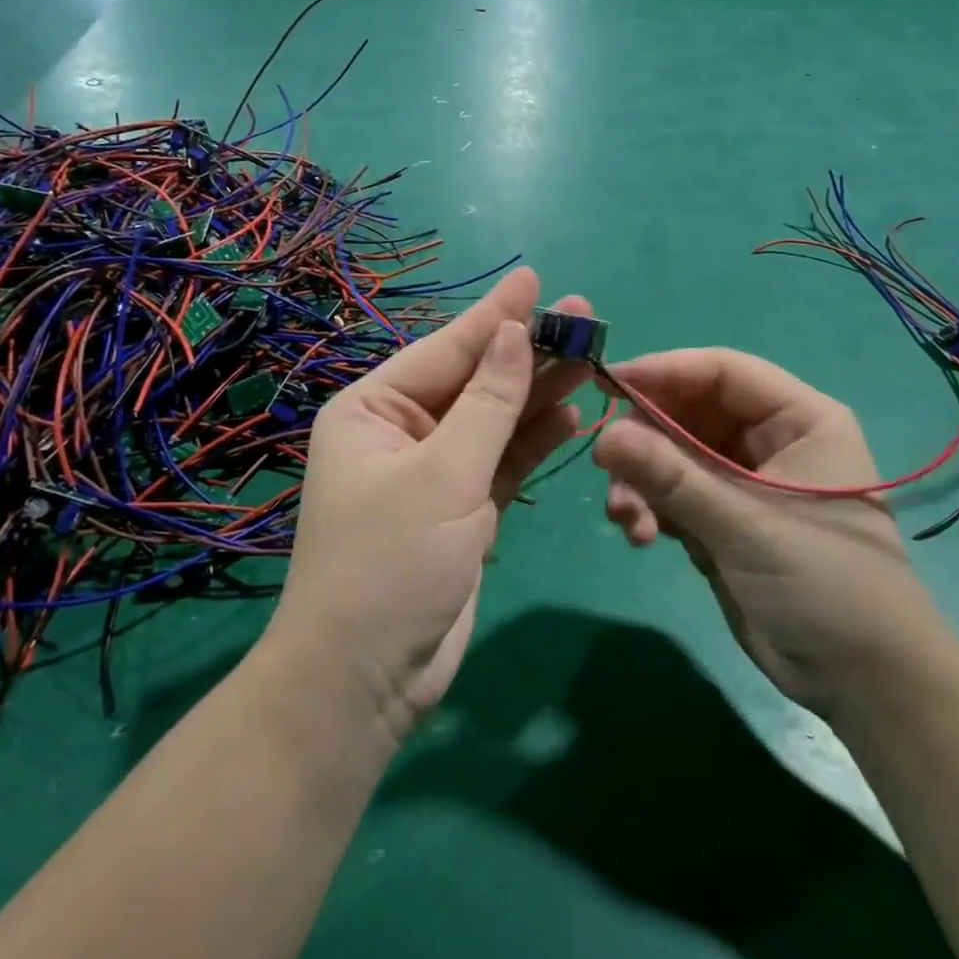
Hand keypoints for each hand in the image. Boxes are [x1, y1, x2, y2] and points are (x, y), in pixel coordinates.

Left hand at [269, 268, 591, 740]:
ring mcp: (434, 470)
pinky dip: (533, 439)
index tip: (535, 278)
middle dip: (527, 351)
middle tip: (586, 317)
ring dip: (538, 392)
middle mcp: (401, 431)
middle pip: (475, 380)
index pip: (445, 349)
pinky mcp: (462, 507)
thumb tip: (513, 332)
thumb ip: (487, 403)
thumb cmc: (390, 564)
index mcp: (373, 409)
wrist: (368, 680)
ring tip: (591, 357)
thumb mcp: (443, 475)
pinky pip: (502, 460)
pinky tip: (570, 413)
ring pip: (494, 419)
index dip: (495, 315)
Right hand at [593, 350, 950, 718]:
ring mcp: (742, 482)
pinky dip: (649, 508)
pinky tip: (639, 536)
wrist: (864, 685)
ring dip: (641, 481)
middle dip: (645, 439)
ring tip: (625, 518)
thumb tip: (602, 436)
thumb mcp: (746, 525)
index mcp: (799, 419)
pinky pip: (671, 494)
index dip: (663, 371)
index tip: (606, 383)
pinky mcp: (722, 520)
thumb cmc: (826, 585)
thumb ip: (671, 477)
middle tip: (605, 464)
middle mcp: (769, 440)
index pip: (721, 372)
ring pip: (672, 455)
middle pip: (688, 412)